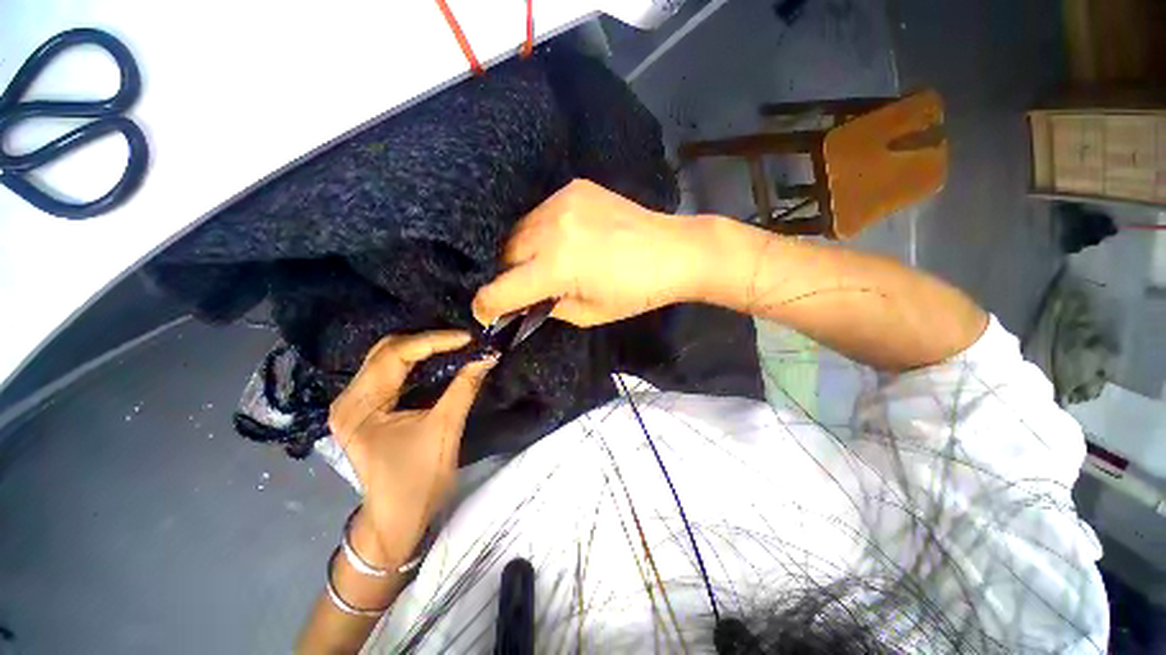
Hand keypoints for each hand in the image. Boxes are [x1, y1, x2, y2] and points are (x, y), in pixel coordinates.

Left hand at [328, 331, 496, 567]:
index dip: (435, 341)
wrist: (398, 520)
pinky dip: (418, 363)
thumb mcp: (445, 429)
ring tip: (457, 347)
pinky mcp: (367, 409)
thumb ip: (464, 387)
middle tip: (464, 342)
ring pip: (389, 359)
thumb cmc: (418, 480)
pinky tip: (440, 362)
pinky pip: (392, 373)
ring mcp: (355, 403)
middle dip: (429, 342)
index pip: (395, 355)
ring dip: (424, 350)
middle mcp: (349, 398)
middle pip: (388, 351)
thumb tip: (488, 355)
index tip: (469, 339)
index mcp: (360, 405)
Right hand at [472, 179, 708, 326]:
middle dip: (506, 276)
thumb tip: (524, 302)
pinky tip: (557, 240)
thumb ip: (548, 307)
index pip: (501, 288)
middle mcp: (551, 228)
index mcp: (557, 266)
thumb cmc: (636, 292)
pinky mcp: (574, 189)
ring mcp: (562, 202)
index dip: (486, 306)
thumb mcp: (589, 314)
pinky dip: (539, 232)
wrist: (674, 251)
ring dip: (520, 252)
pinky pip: (539, 214)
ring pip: (518, 231)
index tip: (485, 314)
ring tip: (539, 264)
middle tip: (520, 289)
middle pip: (504, 255)